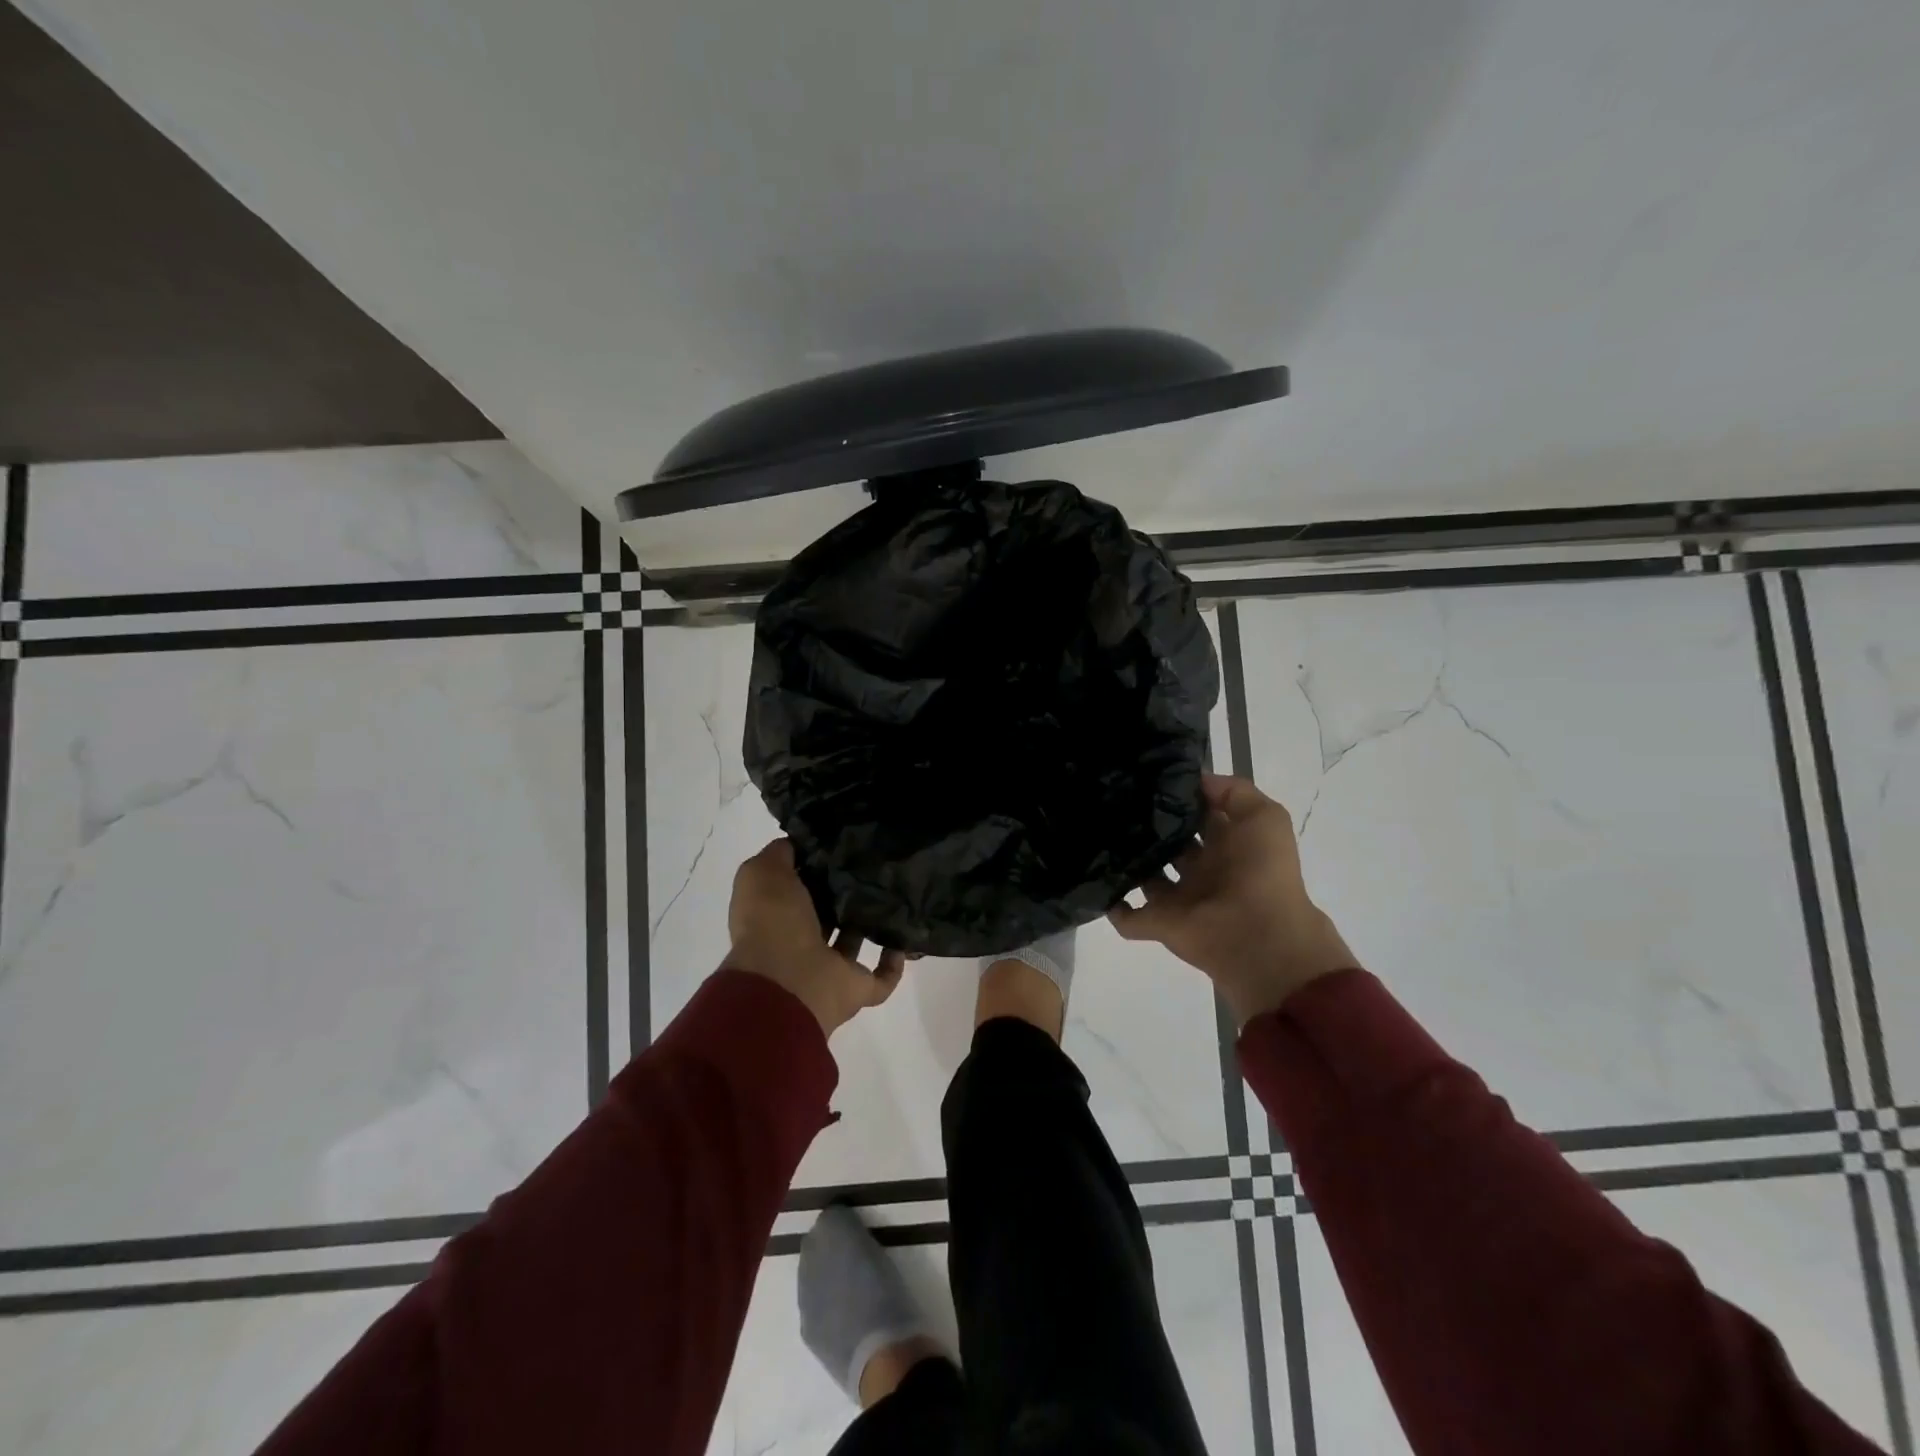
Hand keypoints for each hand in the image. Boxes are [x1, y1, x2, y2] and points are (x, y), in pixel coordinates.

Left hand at [723, 840, 904, 1035]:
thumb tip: (800, 843)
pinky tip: (905, 937)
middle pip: (828, 912)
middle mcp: (801, 941)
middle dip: (846, 893)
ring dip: (870, 924)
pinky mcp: (855, 989)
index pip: (799, 886)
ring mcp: (829, 968)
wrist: (787, 982)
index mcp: (777, 914)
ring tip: (895, 893)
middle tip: (874, 864)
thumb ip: (779, 854)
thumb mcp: (763, 872)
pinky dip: (893, 963)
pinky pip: (880, 978)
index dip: (816, 867)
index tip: (842, 844)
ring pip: (853, 942)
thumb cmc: (772, 922)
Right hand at [1109, 774, 1357, 1025]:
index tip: (1147, 779)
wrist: (1259, 936)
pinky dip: (1114, 907)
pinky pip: (1129, 918)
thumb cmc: (1262, 872)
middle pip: (1169, 845)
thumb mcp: (1264, 816)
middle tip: (1114, 803)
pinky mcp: (1160, 924)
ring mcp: (1179, 899)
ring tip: (1097, 835)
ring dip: (1127, 862)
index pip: (1198, 816)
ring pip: (1146, 877)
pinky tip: (1096, 884)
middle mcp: (1202, 871)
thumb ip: (1233, 791)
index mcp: (1227, 846)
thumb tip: (1194, 781)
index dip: (1179, 799)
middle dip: (1148, 827)